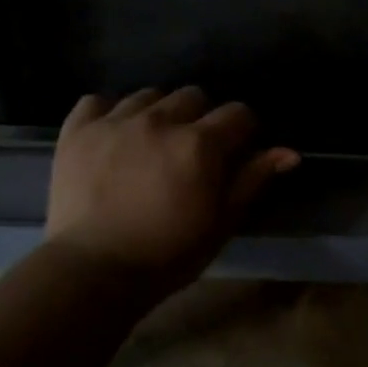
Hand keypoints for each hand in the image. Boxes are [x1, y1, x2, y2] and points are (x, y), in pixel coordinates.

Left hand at [45, 87, 299, 289]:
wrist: (93, 271)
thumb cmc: (167, 254)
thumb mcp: (220, 223)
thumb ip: (252, 180)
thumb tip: (289, 152)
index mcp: (200, 143)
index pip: (238, 113)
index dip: (243, 131)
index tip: (236, 151)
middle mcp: (159, 120)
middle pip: (193, 95)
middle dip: (201, 117)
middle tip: (192, 150)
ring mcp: (115, 121)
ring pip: (148, 95)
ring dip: (158, 113)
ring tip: (152, 142)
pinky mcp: (78, 130)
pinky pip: (98, 101)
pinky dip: (109, 113)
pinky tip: (113, 135)